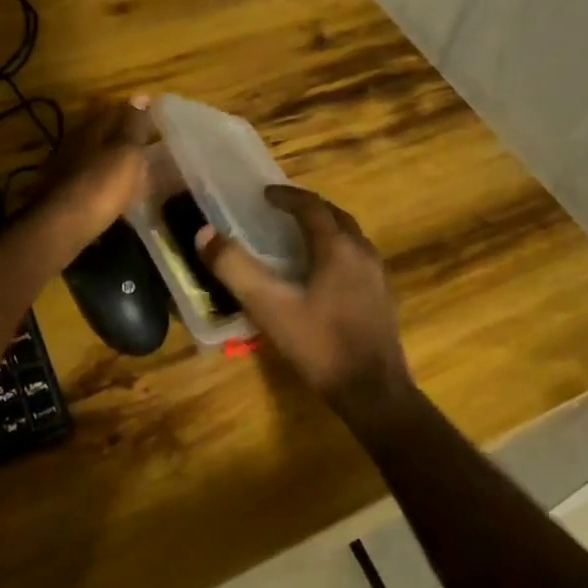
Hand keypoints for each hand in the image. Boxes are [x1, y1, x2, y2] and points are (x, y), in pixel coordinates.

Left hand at [33, 97, 154, 252]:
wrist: (63, 226)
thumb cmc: (102, 184)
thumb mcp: (127, 152)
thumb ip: (135, 125)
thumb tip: (141, 94)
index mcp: (91, 128)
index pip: (114, 110)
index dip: (135, 113)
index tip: (155, 120)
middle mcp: (75, 143)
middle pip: (102, 134)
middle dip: (123, 138)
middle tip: (148, 147)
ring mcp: (66, 169)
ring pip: (95, 158)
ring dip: (113, 162)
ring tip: (136, 173)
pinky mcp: (63, 194)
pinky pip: (90, 181)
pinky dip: (105, 184)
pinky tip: (116, 195)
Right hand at [196, 185, 409, 407]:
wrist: (374, 393)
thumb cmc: (320, 344)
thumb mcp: (269, 307)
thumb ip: (235, 268)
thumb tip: (205, 233)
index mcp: (337, 247)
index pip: (311, 206)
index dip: (287, 196)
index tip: (264, 194)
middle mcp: (362, 252)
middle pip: (336, 216)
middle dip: (308, 208)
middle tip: (282, 210)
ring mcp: (377, 276)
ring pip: (350, 237)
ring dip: (325, 228)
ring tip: (300, 237)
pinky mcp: (382, 298)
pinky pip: (357, 258)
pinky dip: (337, 250)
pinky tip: (322, 274)